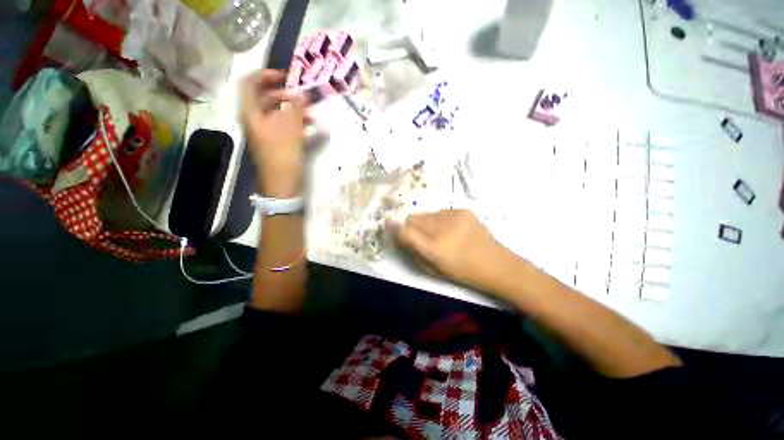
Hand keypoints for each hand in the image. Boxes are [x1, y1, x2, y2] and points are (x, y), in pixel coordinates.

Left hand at [240, 70, 305, 197]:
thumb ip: (296, 109)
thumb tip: (301, 93)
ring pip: (277, 113)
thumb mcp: (291, 130)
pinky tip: (310, 126)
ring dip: (293, 110)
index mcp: (251, 114)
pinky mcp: (276, 143)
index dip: (265, 75)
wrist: (282, 185)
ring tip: (311, 113)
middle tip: (303, 96)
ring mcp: (266, 133)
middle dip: (285, 95)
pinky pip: (284, 126)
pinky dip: (295, 123)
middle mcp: (255, 121)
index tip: (285, 76)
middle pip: (266, 99)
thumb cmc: (283, 156)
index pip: (250, 84)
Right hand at [394, 210, 523, 293]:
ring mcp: (455, 216)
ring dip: (427, 222)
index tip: (393, 229)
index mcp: (435, 248)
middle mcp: (443, 228)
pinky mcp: (463, 209)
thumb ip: (413, 250)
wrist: (496, 264)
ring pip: (426, 213)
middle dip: (413, 226)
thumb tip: (398, 233)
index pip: (405, 230)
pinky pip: (440, 211)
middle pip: (413, 218)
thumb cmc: (462, 273)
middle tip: (423, 237)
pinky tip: (452, 229)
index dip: (396, 229)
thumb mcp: (433, 269)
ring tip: (440, 234)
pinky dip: (440, 219)